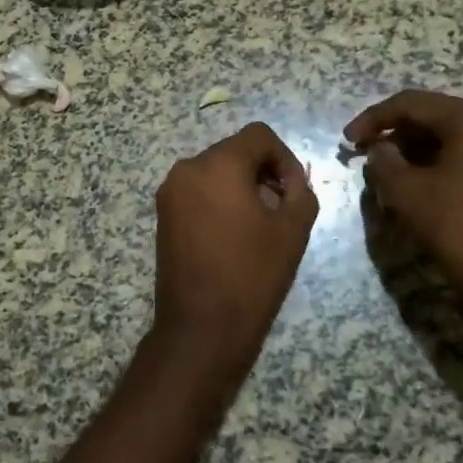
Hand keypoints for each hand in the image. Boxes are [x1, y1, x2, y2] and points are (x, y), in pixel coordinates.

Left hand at [151, 122, 318, 365]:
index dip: (284, 157)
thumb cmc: (252, 275)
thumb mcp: (293, 230)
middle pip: (234, 151)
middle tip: (281, 210)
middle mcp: (187, 169)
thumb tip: (291, 182)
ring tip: (258, 226)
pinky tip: (233, 235)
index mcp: (218, 165)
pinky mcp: (162, 215)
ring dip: (241, 187)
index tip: (293, 192)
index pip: (258, 136)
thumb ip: (300, 192)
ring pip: (215, 171)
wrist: (201, 327)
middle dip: (262, 173)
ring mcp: (170, 192)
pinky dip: (219, 200)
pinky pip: (198, 191)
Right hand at [344, 91, 462, 314]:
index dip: (373, 118)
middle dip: (397, 132)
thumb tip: (380, 148)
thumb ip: (383, 160)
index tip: (348, 140)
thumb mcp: (405, 191)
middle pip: (435, 114)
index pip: (412, 104)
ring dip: (418, 146)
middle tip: (366, 153)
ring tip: (389, 168)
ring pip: (454, 132)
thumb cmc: (456, 226)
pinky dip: (442, 157)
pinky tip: (420, 178)